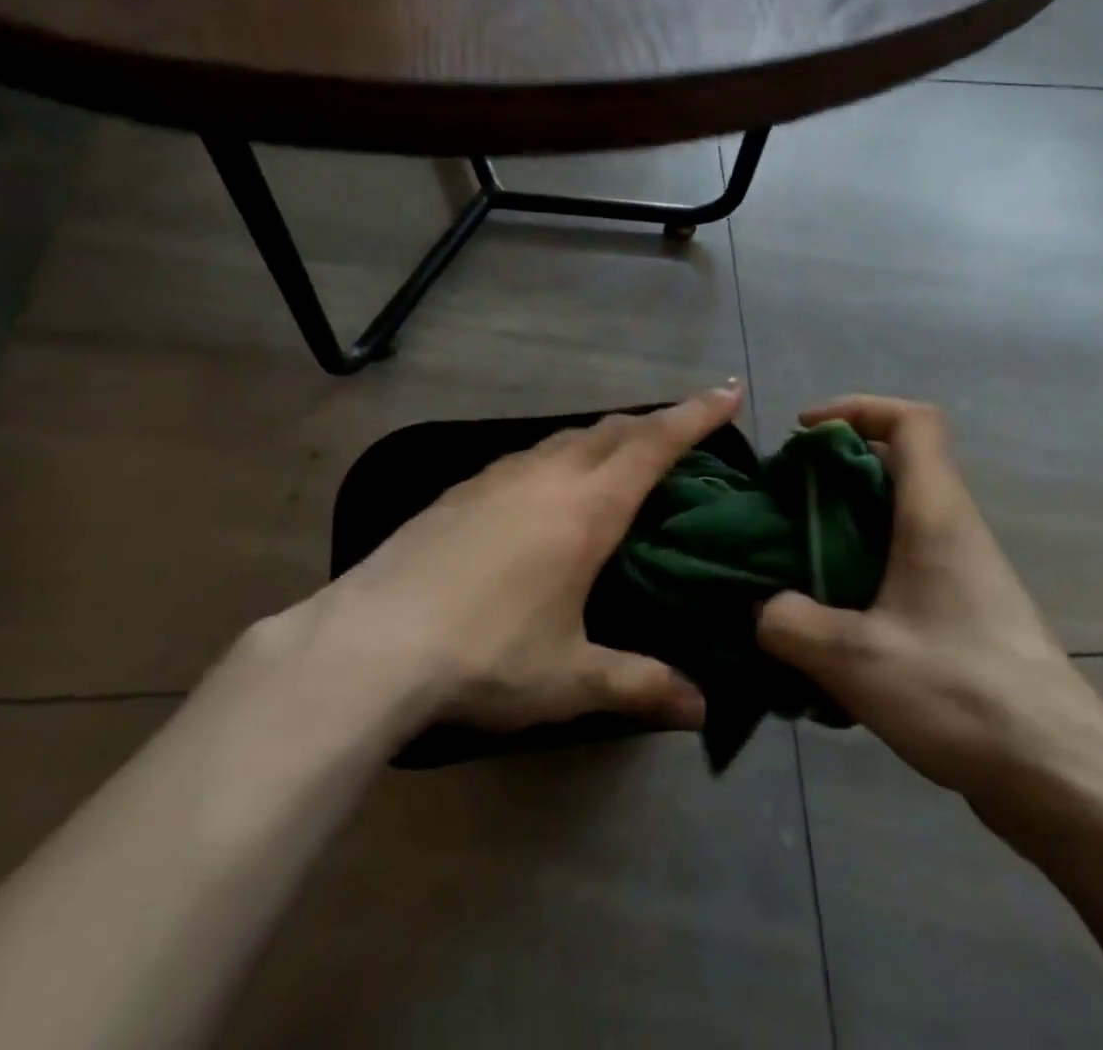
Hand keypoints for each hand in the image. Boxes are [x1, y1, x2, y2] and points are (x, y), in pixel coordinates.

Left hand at [328, 384, 744, 734]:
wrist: (372, 641)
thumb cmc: (486, 654)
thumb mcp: (570, 677)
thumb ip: (639, 685)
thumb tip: (701, 710)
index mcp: (586, 507)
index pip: (655, 443)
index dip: (697, 414)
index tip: (730, 391)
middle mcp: (547, 475)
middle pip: (613, 429)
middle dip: (655, 422)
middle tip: (683, 431)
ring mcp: (498, 475)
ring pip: (567, 437)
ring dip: (604, 437)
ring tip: (620, 458)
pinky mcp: (462, 488)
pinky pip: (529, 456)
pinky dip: (559, 456)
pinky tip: (547, 489)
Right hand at [756, 396, 1102, 844]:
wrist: (1062, 779)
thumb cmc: (962, 696)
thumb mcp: (855, 659)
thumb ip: (789, 623)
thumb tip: (762, 608)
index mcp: (936, 516)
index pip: (912, 422)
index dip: (857, 407)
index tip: (805, 430)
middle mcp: (954, 530)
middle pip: (897, 463)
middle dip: (834, 468)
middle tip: (785, 500)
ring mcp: (963, 573)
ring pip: (896, 516)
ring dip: (844, 522)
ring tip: (795, 559)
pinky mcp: (963, 612)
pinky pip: (902, 563)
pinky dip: (861, 567)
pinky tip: (830, 619)